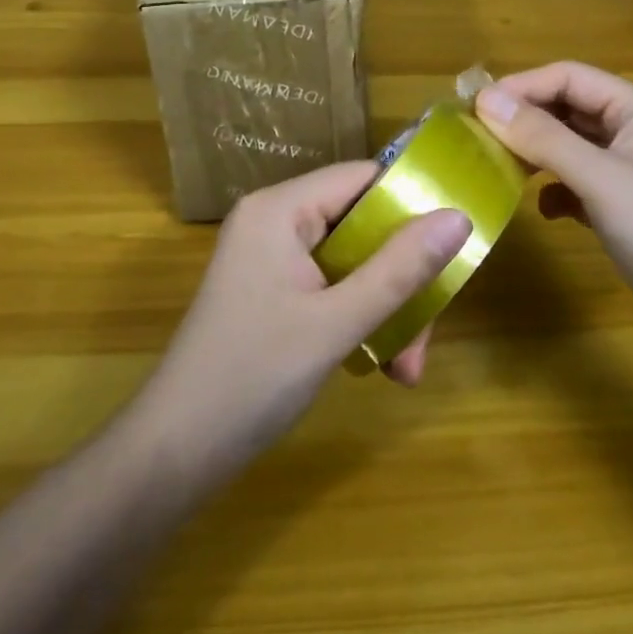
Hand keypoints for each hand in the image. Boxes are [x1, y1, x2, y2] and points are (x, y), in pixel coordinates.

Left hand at [133, 163, 470, 478]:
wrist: (173, 455)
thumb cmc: (252, 377)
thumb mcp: (337, 323)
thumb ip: (400, 269)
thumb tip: (460, 217)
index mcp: (280, 209)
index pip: (363, 178)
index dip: (413, 204)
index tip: (455, 244)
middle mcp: (275, 221)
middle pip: (363, 226)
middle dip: (401, 280)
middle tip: (425, 339)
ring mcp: (272, 258)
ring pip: (354, 262)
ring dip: (387, 309)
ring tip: (405, 369)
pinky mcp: (273, 292)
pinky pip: (333, 286)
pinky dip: (361, 318)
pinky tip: (382, 365)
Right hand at [473, 62, 632, 375]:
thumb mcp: (602, 180)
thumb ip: (544, 137)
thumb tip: (485, 100)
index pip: (571, 77)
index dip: (523, 86)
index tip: (475, 109)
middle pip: (571, 109)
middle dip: (526, 118)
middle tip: (478, 138)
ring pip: (573, 149)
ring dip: (537, 153)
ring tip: (500, 168)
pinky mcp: (628, 218)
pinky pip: (580, 188)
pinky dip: (556, 192)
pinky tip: (543, 210)